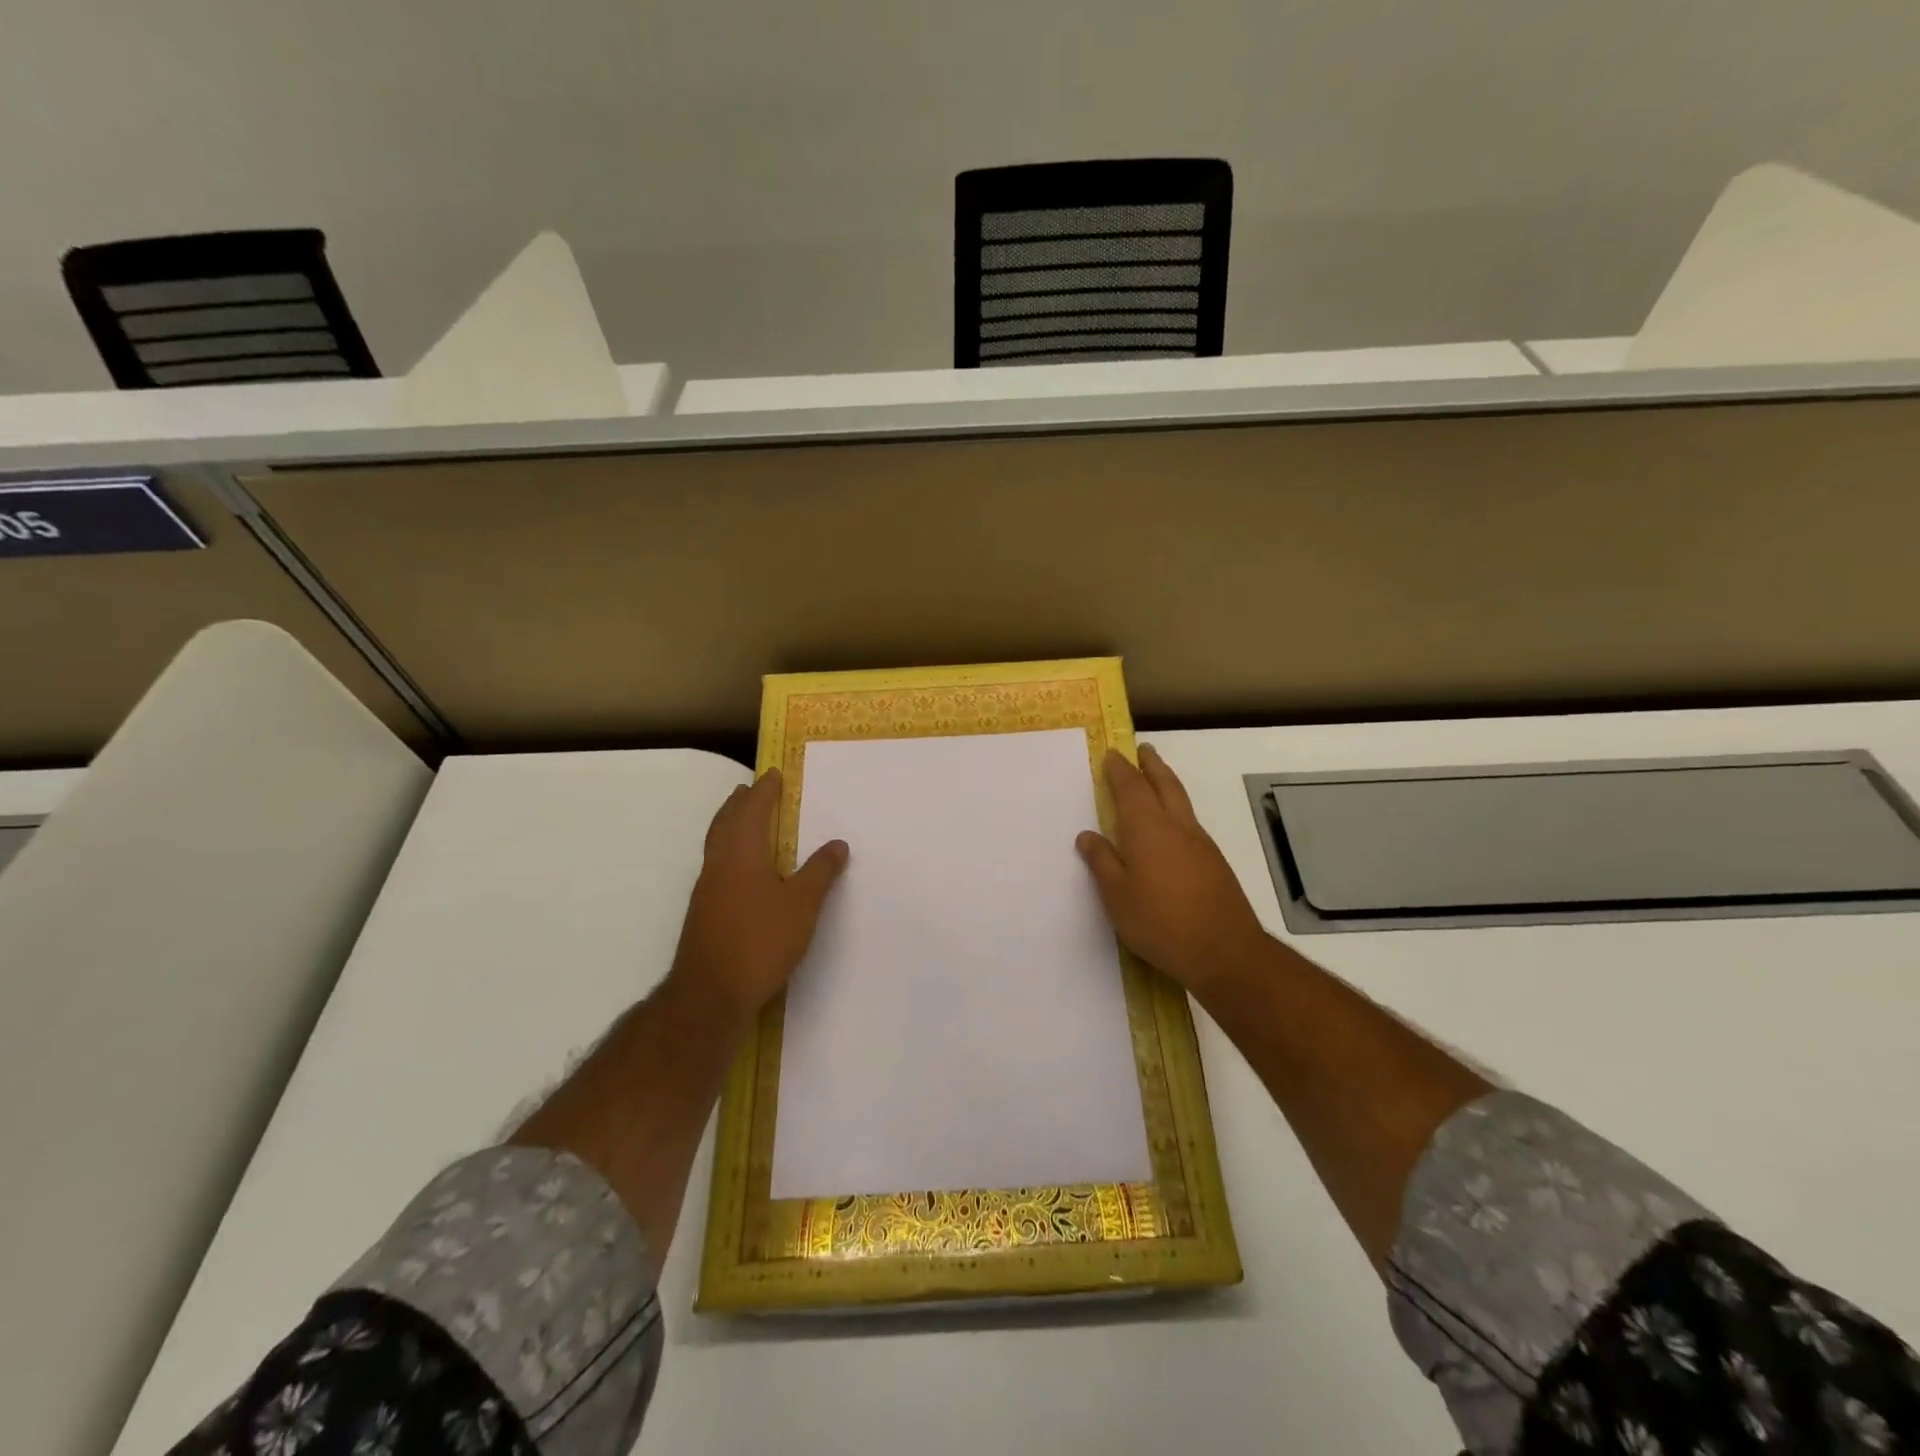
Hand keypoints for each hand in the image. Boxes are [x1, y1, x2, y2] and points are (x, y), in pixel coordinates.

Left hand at [666, 769, 848, 1023]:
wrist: (710, 993)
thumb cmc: (760, 941)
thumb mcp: (802, 905)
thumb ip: (820, 872)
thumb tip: (837, 843)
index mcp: (742, 852)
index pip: (753, 809)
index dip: (764, 790)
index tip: (773, 774)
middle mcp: (720, 862)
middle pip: (726, 820)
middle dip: (740, 802)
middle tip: (752, 788)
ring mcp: (707, 887)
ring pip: (717, 841)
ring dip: (730, 823)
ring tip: (744, 817)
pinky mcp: (704, 909)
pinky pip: (717, 862)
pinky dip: (729, 848)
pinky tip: (741, 866)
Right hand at [1076, 745, 1269, 995]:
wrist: (1225, 951)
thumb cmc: (1160, 922)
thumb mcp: (1118, 896)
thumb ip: (1103, 862)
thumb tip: (1088, 836)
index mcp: (1148, 829)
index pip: (1131, 788)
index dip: (1120, 770)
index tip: (1111, 755)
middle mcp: (1177, 826)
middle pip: (1164, 784)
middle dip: (1151, 765)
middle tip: (1143, 749)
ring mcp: (1200, 843)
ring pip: (1181, 801)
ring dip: (1167, 783)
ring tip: (1156, 778)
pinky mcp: (1214, 862)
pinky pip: (1190, 821)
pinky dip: (1176, 809)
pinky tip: (1171, 825)